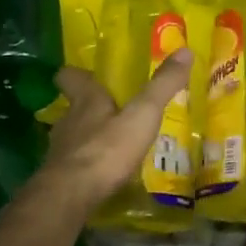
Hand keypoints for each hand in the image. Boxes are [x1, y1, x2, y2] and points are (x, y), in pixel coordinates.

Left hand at [31, 49, 193, 215]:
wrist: (71, 195)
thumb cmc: (107, 149)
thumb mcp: (142, 115)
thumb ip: (162, 86)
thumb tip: (185, 50)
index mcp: (86, 101)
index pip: (71, 77)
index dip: (77, 74)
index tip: (87, 73)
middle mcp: (69, 121)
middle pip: (74, 107)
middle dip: (90, 107)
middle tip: (112, 109)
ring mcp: (61, 150)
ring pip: (74, 135)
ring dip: (90, 137)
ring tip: (113, 143)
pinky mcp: (60, 177)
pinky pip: (75, 164)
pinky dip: (88, 164)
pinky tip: (104, 172)